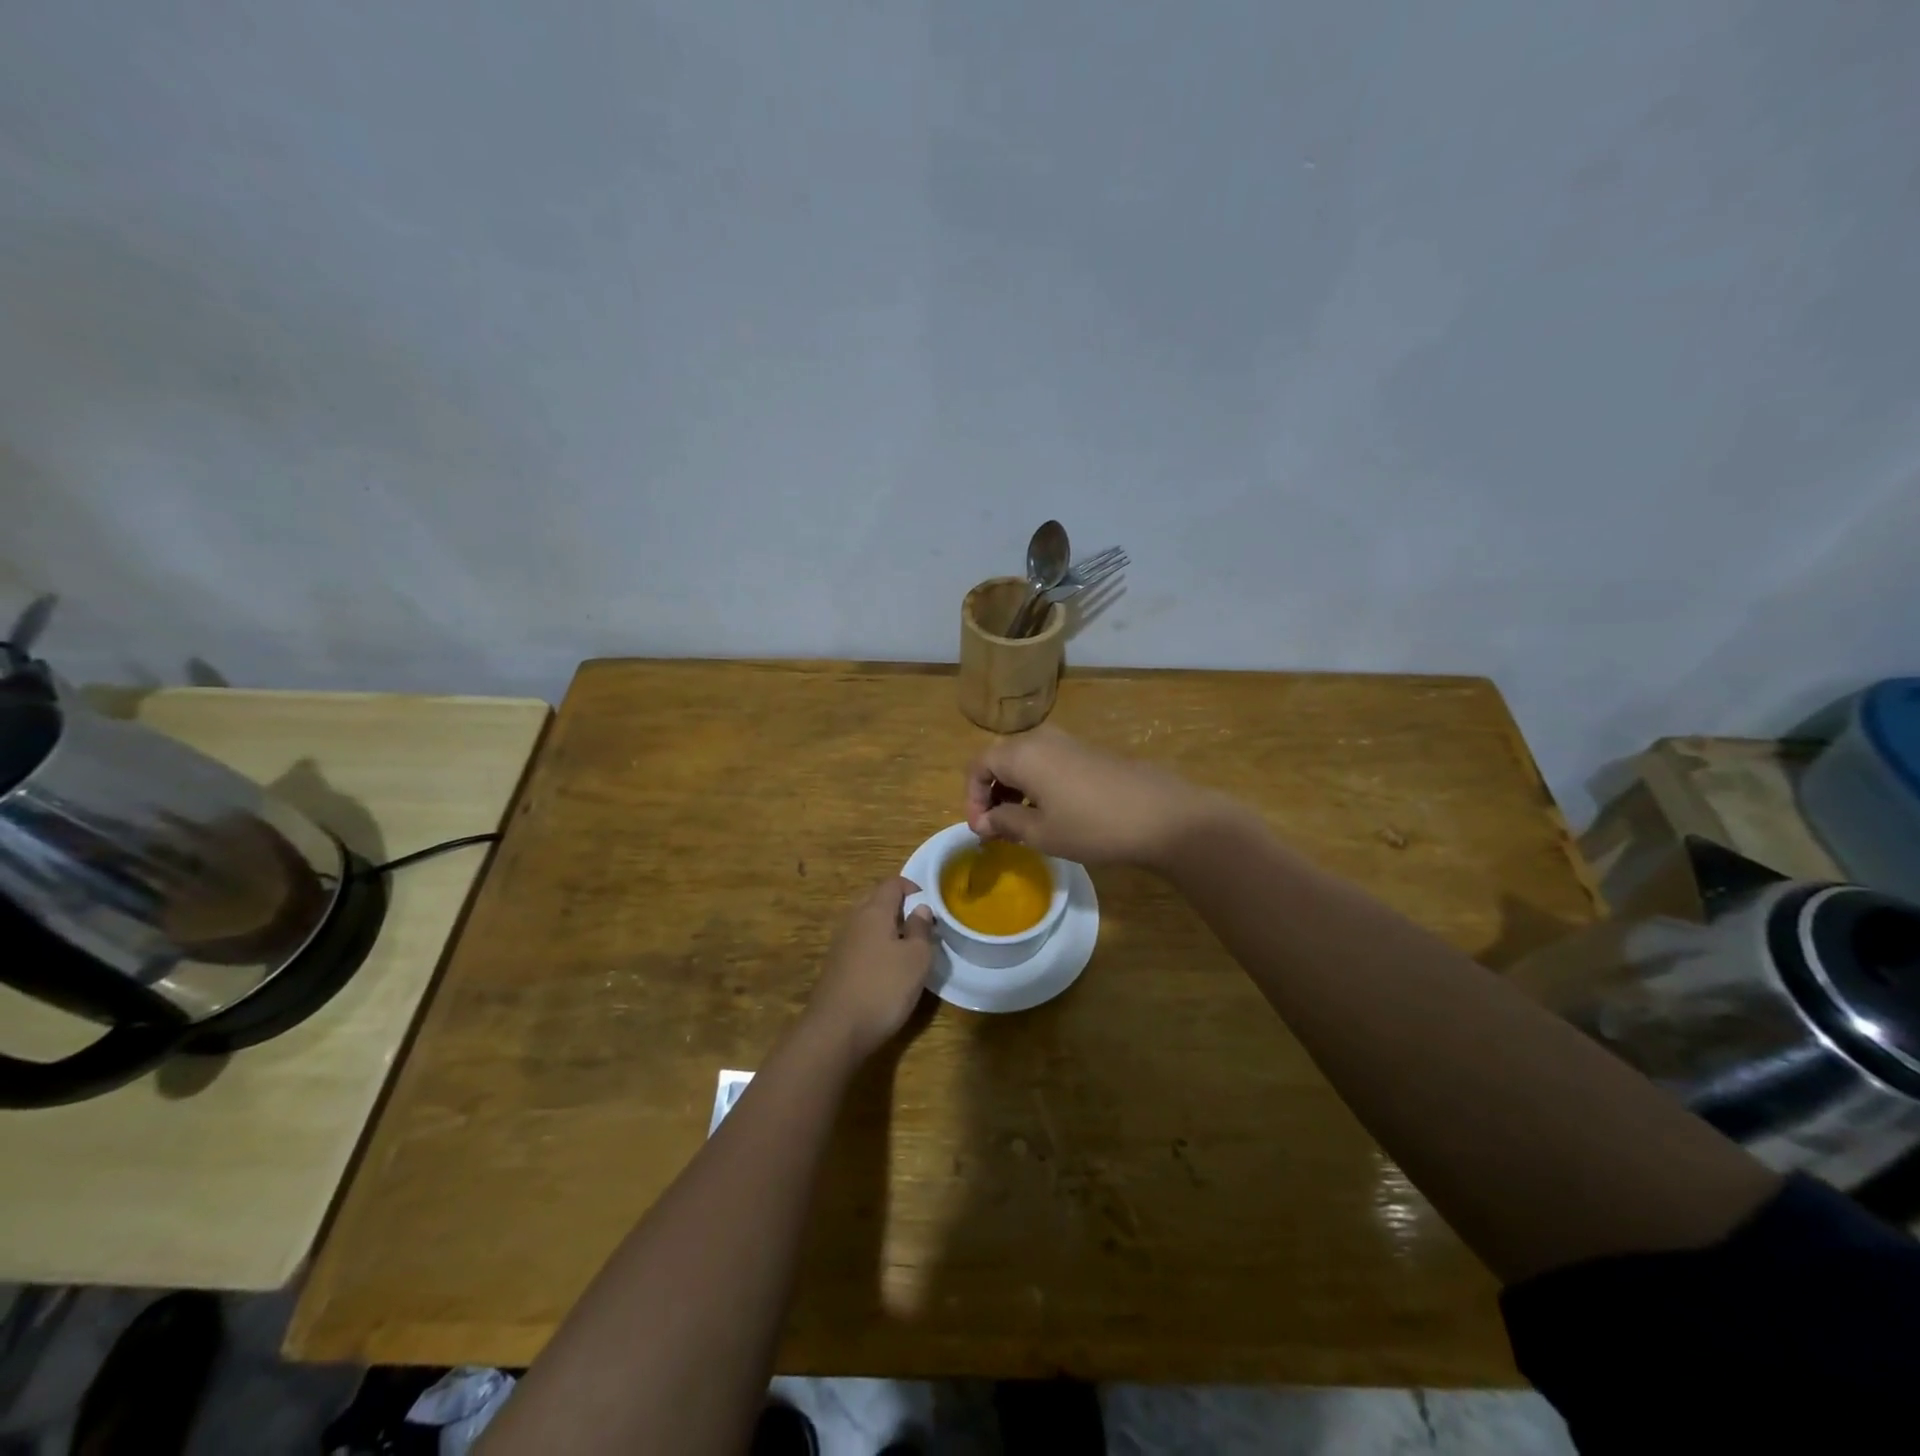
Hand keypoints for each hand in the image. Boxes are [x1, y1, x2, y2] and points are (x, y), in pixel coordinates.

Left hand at [806, 877, 935, 1060]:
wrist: (835, 1031)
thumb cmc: (883, 988)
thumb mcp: (916, 958)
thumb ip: (921, 929)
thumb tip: (920, 908)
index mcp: (874, 911)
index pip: (893, 883)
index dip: (914, 888)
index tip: (931, 906)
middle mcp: (854, 920)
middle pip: (878, 901)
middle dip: (901, 908)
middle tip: (922, 928)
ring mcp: (841, 944)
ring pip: (869, 924)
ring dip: (889, 930)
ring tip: (909, 950)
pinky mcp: (837, 966)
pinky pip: (861, 945)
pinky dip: (877, 948)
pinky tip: (888, 971)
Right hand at [965, 727, 1217, 869]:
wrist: (1162, 816)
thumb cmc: (1092, 826)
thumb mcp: (1040, 832)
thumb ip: (1004, 822)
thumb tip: (984, 821)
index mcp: (1021, 754)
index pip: (978, 767)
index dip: (972, 799)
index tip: (980, 831)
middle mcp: (1040, 739)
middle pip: (1000, 760)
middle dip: (991, 795)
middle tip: (996, 830)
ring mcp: (1068, 742)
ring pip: (1025, 762)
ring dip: (1014, 791)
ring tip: (1021, 826)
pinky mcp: (1088, 752)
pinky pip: (1047, 764)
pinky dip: (1037, 786)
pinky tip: (1050, 814)